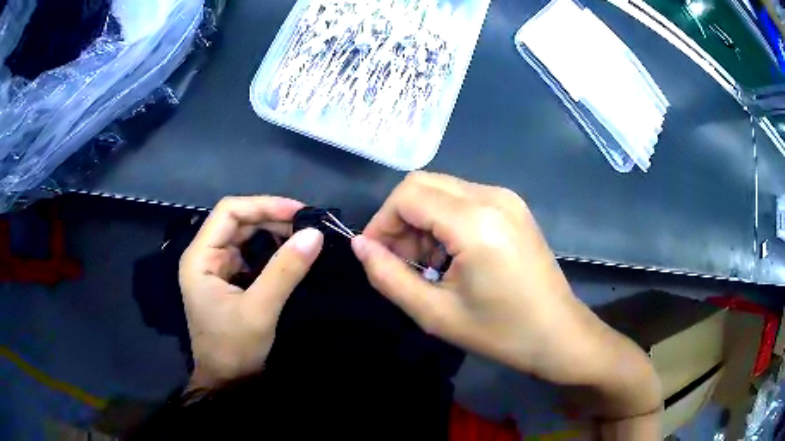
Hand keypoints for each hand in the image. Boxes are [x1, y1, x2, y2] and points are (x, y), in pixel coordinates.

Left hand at [178, 196, 322, 388]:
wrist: (227, 382)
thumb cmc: (234, 349)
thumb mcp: (260, 310)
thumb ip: (285, 270)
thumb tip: (315, 234)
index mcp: (200, 257)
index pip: (229, 212)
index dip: (263, 205)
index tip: (298, 212)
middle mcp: (204, 256)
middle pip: (237, 221)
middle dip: (271, 218)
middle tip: (307, 225)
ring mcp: (215, 268)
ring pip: (244, 236)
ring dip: (273, 232)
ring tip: (303, 236)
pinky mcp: (227, 280)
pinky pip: (249, 254)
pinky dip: (270, 249)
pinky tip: (289, 252)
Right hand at [351, 172, 659, 417]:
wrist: (558, 334)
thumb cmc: (500, 331)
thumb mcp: (435, 313)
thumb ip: (388, 276)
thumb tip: (360, 245)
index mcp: (475, 222)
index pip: (407, 195)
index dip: (382, 222)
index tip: (377, 256)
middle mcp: (492, 196)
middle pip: (423, 184)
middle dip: (401, 219)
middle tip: (402, 262)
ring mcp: (507, 198)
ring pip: (443, 189)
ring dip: (423, 220)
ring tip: (428, 264)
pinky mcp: (514, 206)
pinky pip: (464, 198)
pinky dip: (445, 219)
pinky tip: (453, 254)